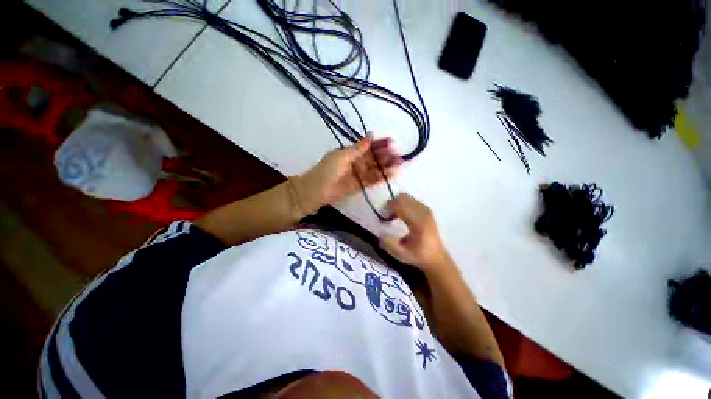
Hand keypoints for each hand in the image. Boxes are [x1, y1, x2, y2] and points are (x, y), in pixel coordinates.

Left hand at [296, 138, 401, 211]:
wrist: (317, 191)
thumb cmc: (327, 170)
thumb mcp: (341, 156)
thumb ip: (357, 149)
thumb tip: (370, 138)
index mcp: (350, 152)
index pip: (368, 146)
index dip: (379, 144)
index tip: (391, 142)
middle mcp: (356, 162)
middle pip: (373, 158)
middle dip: (385, 155)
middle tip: (399, 154)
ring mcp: (358, 174)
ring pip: (375, 169)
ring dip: (386, 166)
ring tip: (399, 164)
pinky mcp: (360, 185)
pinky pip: (372, 180)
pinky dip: (381, 177)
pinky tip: (391, 174)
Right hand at [380, 194, 451, 273]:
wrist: (436, 257)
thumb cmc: (418, 255)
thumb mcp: (401, 254)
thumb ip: (389, 244)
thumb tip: (379, 234)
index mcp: (418, 223)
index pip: (401, 205)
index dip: (390, 207)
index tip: (384, 216)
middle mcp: (423, 213)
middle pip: (403, 198)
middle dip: (393, 204)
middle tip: (388, 216)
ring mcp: (426, 210)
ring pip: (407, 197)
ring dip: (398, 203)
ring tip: (395, 216)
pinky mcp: (427, 210)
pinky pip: (412, 200)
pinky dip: (404, 204)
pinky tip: (402, 215)